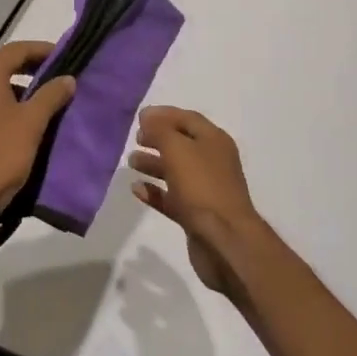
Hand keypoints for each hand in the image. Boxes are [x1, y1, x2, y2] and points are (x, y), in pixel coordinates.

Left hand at [0, 40, 75, 237]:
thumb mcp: (33, 123)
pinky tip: (9, 126)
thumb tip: (67, 78)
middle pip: (0, 66)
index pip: (17, 50)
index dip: (42, 51)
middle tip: (53, 78)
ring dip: (11, 90)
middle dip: (27, 70)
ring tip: (36, 104)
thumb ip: (51, 94)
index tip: (63, 57)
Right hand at [129, 107, 262, 296]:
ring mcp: (205, 189)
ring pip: (175, 171)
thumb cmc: (202, 187)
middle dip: (158, 139)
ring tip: (131, 162)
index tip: (139, 117)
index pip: (188, 119)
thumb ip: (160, 130)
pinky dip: (155, 191)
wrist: (225, 241)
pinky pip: (172, 197)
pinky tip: (136, 189)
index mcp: (214, 141)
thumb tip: (148, 117)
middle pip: (182, 144)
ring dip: (153, 164)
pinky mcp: (196, 215)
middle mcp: (212, 162)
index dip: (164, 114)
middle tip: (136, 139)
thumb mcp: (177, 149)